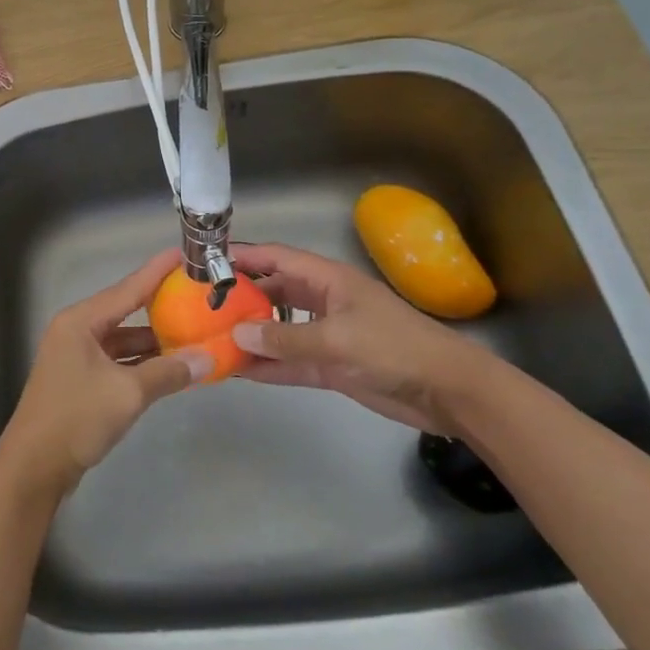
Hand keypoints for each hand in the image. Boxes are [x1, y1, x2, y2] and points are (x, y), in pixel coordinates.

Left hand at [0, 248, 208, 496]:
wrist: (34, 467)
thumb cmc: (77, 419)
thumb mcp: (128, 392)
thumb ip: (169, 372)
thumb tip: (208, 358)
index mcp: (80, 321)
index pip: (127, 288)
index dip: (157, 271)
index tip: (183, 254)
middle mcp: (76, 331)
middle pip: (125, 311)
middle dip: (159, 306)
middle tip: (196, 295)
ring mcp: (76, 357)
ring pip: (122, 340)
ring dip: (153, 340)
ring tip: (193, 332)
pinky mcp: (80, 381)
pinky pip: (118, 361)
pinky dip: (142, 363)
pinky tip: (169, 366)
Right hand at [228, 242, 499, 435]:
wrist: (448, 392)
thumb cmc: (395, 349)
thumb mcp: (337, 340)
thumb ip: (285, 338)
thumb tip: (236, 335)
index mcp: (328, 280)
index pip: (277, 258)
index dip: (244, 256)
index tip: (207, 262)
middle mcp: (323, 301)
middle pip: (274, 292)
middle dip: (241, 298)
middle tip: (201, 307)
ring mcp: (327, 335)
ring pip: (279, 329)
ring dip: (251, 335)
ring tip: (212, 340)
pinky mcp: (332, 366)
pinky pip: (290, 361)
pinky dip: (268, 366)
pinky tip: (238, 372)